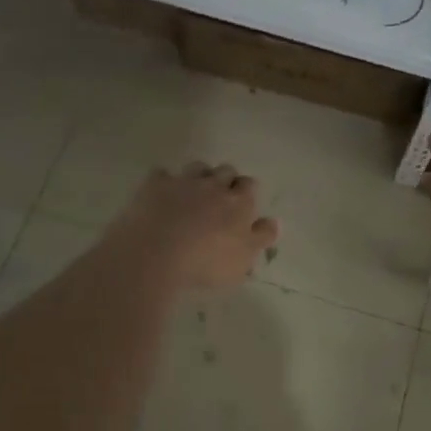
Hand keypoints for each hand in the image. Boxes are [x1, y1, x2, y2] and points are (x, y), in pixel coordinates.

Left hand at [109, 162, 279, 290]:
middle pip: (226, 171)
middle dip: (225, 180)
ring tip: (193, 193)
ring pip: (198, 167)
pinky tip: (161, 194)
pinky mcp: (155, 185)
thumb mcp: (244, 259)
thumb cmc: (207, 262)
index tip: (241, 205)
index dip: (246, 193)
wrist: (156, 254)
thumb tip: (275, 222)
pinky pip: (162, 174)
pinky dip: (164, 182)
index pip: (250, 186)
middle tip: (219, 199)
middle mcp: (214, 185)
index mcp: (239, 203)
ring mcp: (183, 182)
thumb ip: (261, 238)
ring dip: (199, 176)